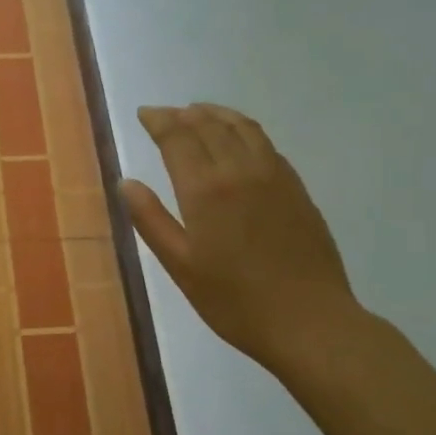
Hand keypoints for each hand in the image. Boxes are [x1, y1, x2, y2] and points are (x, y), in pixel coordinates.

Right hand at [122, 103, 357, 374]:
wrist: (309, 321)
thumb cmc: (235, 301)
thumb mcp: (181, 266)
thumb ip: (151, 220)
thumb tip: (126, 182)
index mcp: (205, 189)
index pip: (178, 137)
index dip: (159, 120)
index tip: (144, 113)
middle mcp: (240, 170)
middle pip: (209, 125)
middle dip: (183, 114)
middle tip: (165, 114)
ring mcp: (274, 176)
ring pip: (242, 127)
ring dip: (216, 114)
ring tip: (199, 113)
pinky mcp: (297, 188)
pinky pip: (266, 144)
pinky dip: (244, 130)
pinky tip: (239, 140)